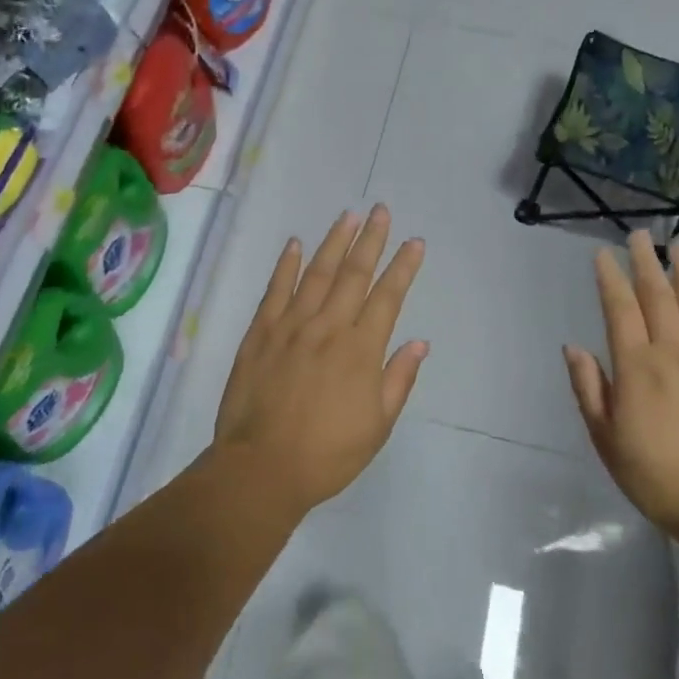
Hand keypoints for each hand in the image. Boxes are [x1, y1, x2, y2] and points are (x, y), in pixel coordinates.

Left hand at [214, 205, 426, 515]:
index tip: (414, 242)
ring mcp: (291, 326)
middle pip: (354, 274)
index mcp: (361, 350)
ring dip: (334, 242)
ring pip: (317, 274)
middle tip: (381, 210)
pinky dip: (287, 265)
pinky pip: (276, 290)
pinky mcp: (260, 333)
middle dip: (371, 240)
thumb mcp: (377, 426)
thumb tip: (418, 342)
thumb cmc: (327, 454)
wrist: (261, 468)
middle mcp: (328, 328)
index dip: (403, 267)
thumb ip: (398, 379)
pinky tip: (296, 244)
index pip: (387, 297)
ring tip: (348, 216)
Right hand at [563, 233, 678, 539]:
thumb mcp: (607, 441)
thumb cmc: (660, 477)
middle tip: (638, 235)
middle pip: (657, 297)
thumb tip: (574, 347)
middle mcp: (674, 351)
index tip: (602, 255)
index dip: (609, 279)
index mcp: (636, 367)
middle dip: (644, 263)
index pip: (619, 310)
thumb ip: (590, 390)